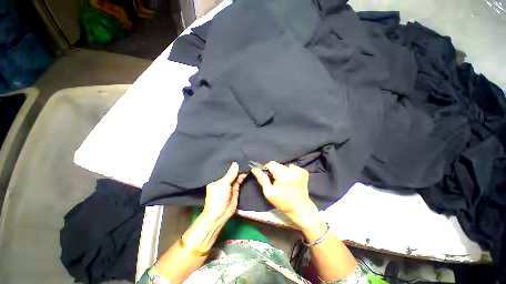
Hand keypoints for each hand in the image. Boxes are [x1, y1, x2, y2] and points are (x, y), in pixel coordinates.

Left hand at [202, 162, 246, 224]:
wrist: (220, 214)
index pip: (224, 168)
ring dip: (241, 170)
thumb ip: (230, 174)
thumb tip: (235, 163)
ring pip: (236, 175)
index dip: (230, 162)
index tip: (237, 155)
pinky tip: (247, 170)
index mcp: (217, 178)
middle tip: (244, 157)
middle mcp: (223, 180)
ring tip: (247, 162)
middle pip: (231, 171)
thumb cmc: (217, 197)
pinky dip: (243, 176)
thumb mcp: (223, 183)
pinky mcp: (236, 188)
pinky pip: (240, 180)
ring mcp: (230, 184)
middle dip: (237, 166)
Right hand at [251, 161, 320, 229]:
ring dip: (282, 172)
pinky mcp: (304, 172)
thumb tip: (254, 169)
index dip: (268, 169)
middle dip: (275, 171)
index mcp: (284, 175)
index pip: (271, 163)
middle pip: (278, 165)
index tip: (268, 177)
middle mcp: (293, 170)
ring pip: (284, 166)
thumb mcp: (269, 193)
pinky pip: (291, 168)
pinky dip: (289, 172)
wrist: (300, 208)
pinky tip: (291, 180)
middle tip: (276, 182)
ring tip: (284, 182)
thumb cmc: (283, 202)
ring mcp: (300, 170)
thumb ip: (262, 179)